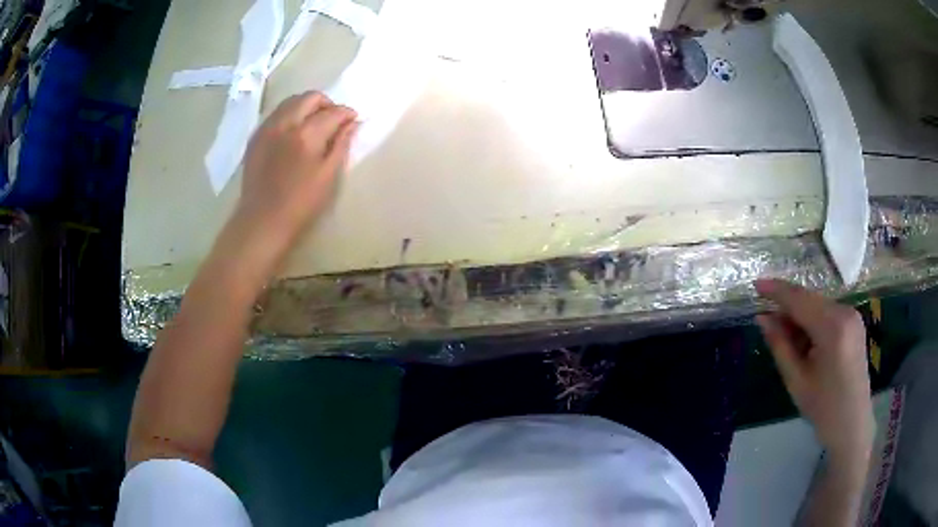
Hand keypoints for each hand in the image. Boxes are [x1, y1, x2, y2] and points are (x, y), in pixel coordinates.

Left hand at [232, 91, 357, 268]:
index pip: (332, 112)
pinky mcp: (256, 137)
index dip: (347, 113)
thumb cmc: (300, 204)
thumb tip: (351, 124)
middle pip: (310, 97)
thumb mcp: (328, 177)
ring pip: (290, 101)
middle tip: (334, 119)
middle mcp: (285, 124)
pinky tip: (293, 132)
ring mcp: (267, 128)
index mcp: (306, 135)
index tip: (353, 120)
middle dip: (326, 103)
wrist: (262, 221)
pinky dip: (289, 114)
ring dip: (307, 106)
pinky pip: (276, 114)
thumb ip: (340, 145)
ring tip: (314, 123)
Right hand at [755, 279, 873, 462]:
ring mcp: (852, 315)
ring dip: (799, 316)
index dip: (776, 290)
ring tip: (784, 337)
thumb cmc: (822, 408)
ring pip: (818, 305)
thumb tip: (762, 318)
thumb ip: (780, 344)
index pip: (800, 299)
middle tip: (765, 319)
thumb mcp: (796, 380)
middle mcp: (845, 312)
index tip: (755, 284)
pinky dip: (812, 321)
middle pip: (809, 299)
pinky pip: (827, 312)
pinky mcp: (854, 322)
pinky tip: (803, 339)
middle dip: (787, 306)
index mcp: (832, 327)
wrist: (852, 424)